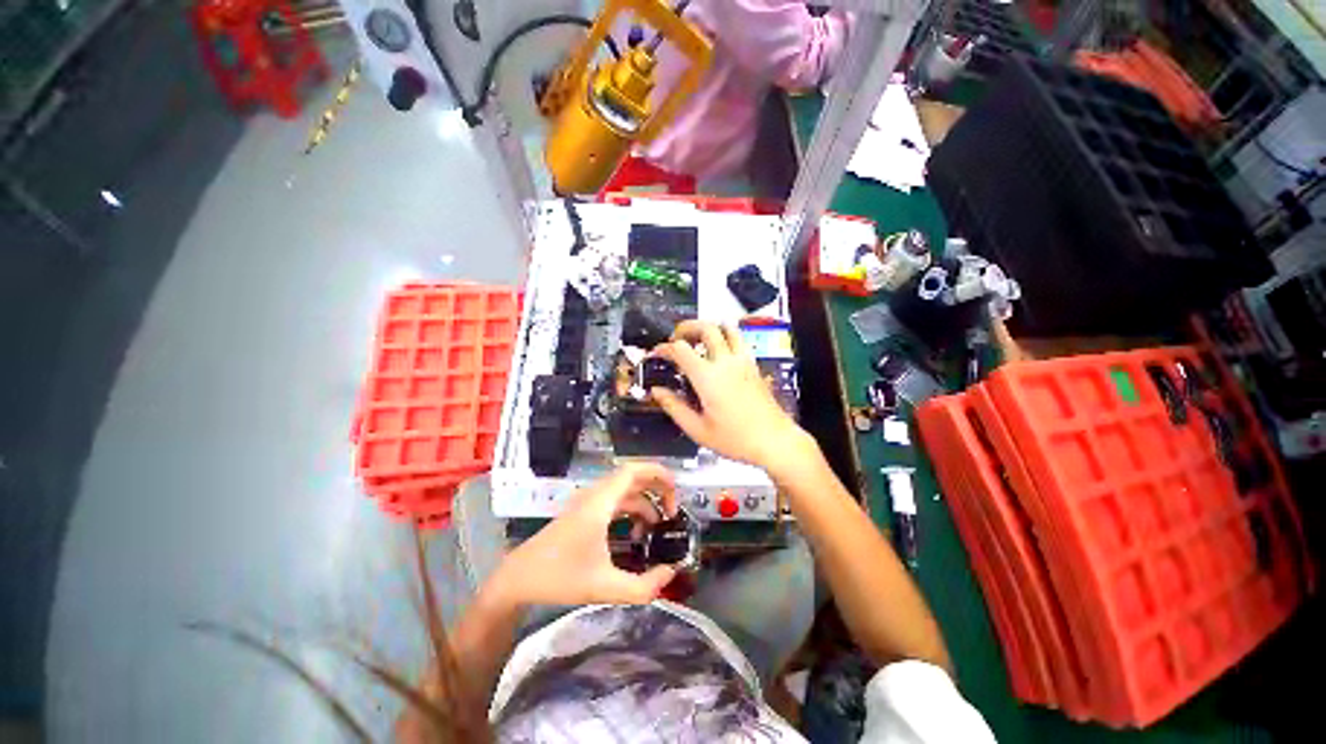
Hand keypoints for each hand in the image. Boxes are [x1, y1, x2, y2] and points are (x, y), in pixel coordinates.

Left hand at [489, 463, 678, 607]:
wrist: (518, 579)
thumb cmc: (558, 578)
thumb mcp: (604, 587)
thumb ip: (642, 587)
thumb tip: (670, 574)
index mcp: (600, 502)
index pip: (634, 471)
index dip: (659, 474)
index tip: (676, 493)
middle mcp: (596, 495)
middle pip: (633, 477)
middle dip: (657, 489)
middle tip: (673, 511)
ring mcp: (589, 502)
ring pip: (625, 491)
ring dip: (645, 504)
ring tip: (658, 530)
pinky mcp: (584, 512)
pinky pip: (616, 502)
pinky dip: (631, 512)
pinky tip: (636, 535)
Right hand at [649, 320, 812, 471]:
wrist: (774, 441)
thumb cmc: (736, 439)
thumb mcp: (697, 429)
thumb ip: (674, 407)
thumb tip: (657, 392)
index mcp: (708, 377)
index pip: (680, 349)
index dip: (663, 348)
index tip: (656, 354)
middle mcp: (726, 362)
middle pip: (705, 327)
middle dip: (686, 327)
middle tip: (676, 338)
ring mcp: (743, 361)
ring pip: (726, 327)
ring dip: (709, 327)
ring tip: (698, 339)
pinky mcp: (753, 365)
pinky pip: (739, 340)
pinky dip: (726, 336)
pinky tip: (719, 351)